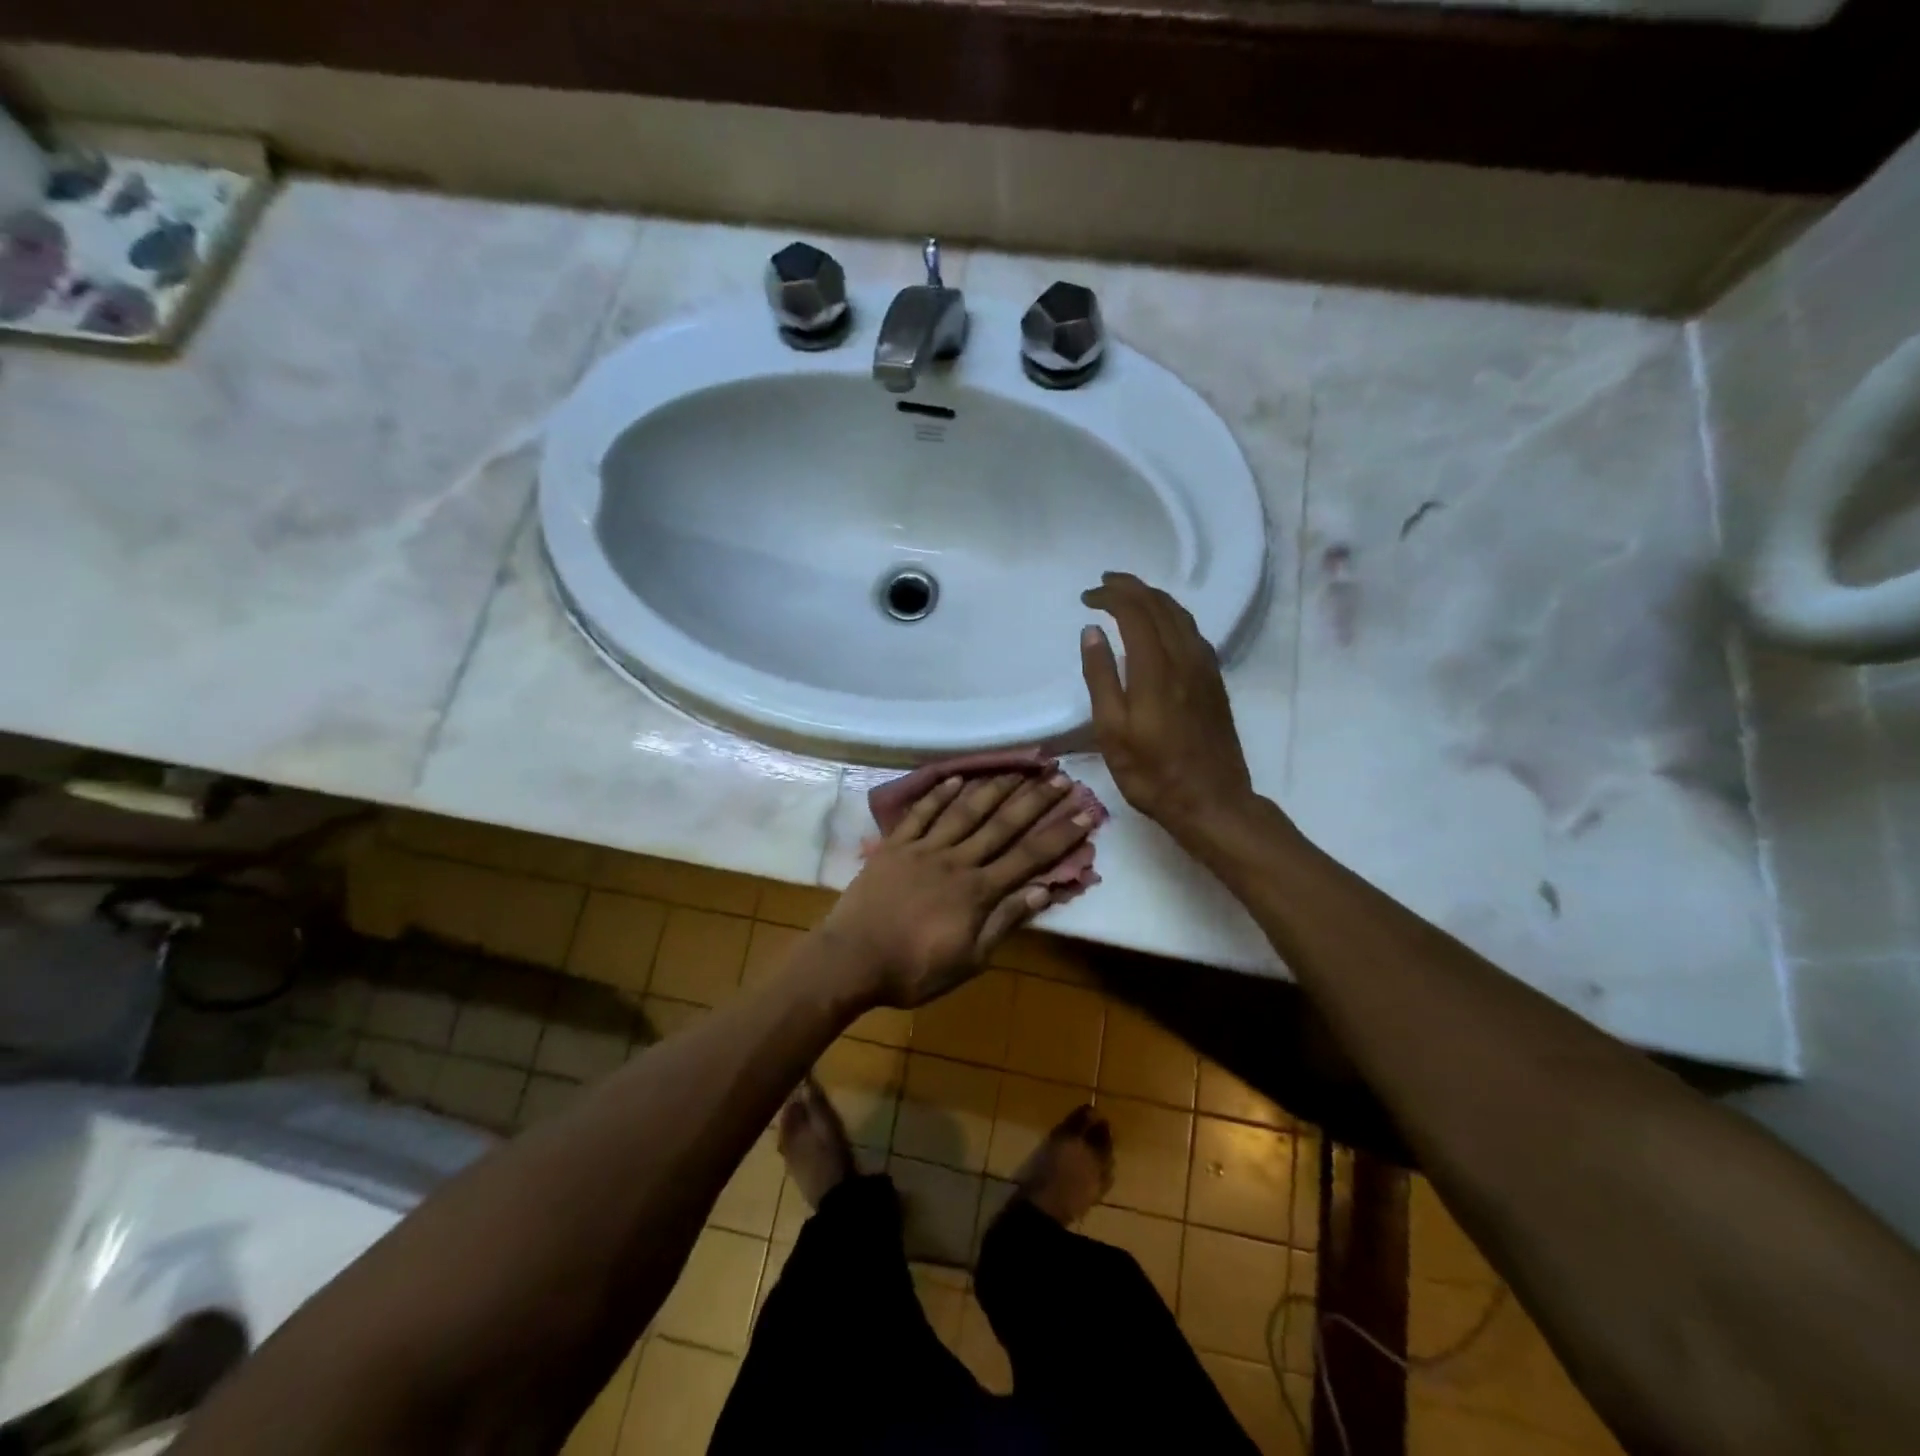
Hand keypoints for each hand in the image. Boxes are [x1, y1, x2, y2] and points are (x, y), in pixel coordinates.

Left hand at [823, 772, 1096, 1008]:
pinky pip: (921, 814)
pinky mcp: (895, 846)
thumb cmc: (913, 970)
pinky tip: (957, 778)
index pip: (1028, 858)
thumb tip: (1044, 891)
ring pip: (965, 811)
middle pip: (1002, 825)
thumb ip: (1005, 922)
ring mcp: (924, 849)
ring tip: (1017, 768)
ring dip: (993, 788)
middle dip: (1034, 801)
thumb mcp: (969, 960)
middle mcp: (956, 861)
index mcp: (978, 891)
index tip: (1085, 813)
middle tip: (1060, 777)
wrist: (852, 960)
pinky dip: (939, 794)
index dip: (1059, 835)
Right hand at [1080, 571, 1259, 844]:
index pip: (1135, 612)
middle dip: (1132, 588)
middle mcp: (1185, 659)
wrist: (1212, 801)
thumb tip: (1092, 632)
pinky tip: (1162, 627)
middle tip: (1105, 584)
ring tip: (1130, 596)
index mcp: (1156, 669)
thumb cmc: (1152, 773)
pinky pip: (1194, 633)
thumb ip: (1101, 677)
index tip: (1087, 596)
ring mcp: (1205, 669)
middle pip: (1161, 606)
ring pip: (1182, 616)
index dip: (1111, 596)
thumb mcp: (1112, 731)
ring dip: (1154, 598)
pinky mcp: (1215, 682)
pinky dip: (1173, 617)